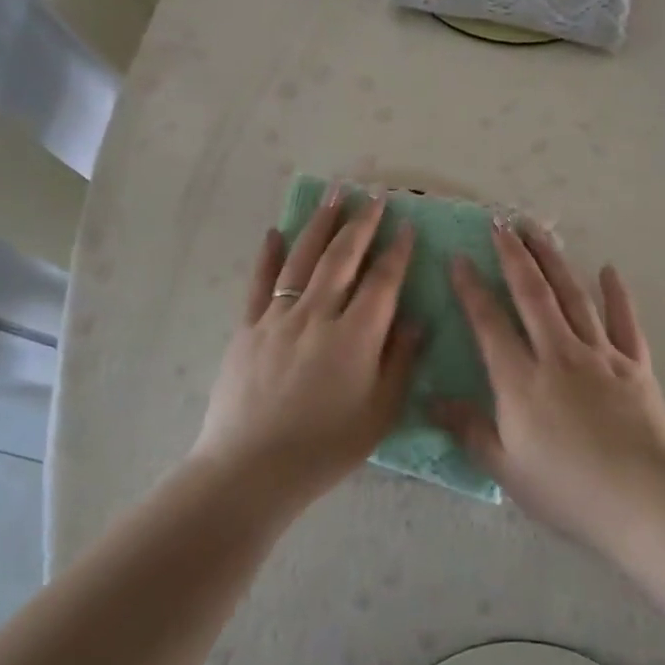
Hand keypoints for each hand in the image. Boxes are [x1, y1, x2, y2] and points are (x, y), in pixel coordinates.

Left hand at [193, 187, 422, 501]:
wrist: (250, 470)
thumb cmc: (324, 448)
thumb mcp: (379, 413)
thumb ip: (400, 362)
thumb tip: (416, 320)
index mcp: (355, 336)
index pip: (382, 282)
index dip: (397, 252)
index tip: (407, 225)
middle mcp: (317, 315)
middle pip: (342, 258)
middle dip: (361, 224)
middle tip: (373, 196)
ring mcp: (278, 318)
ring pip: (302, 259)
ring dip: (321, 225)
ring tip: (334, 195)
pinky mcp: (247, 328)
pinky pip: (260, 283)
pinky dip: (268, 255)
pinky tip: (275, 232)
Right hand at [440, 222, 664, 547]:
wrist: (645, 501)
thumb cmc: (568, 489)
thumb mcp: (506, 467)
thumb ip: (468, 430)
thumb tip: (431, 401)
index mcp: (521, 379)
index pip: (489, 322)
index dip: (471, 288)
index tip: (458, 257)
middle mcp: (558, 354)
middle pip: (532, 293)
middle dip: (514, 255)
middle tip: (500, 222)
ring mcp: (600, 355)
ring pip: (573, 296)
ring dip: (553, 260)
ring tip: (538, 230)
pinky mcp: (635, 365)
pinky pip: (624, 321)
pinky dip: (617, 294)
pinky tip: (609, 269)